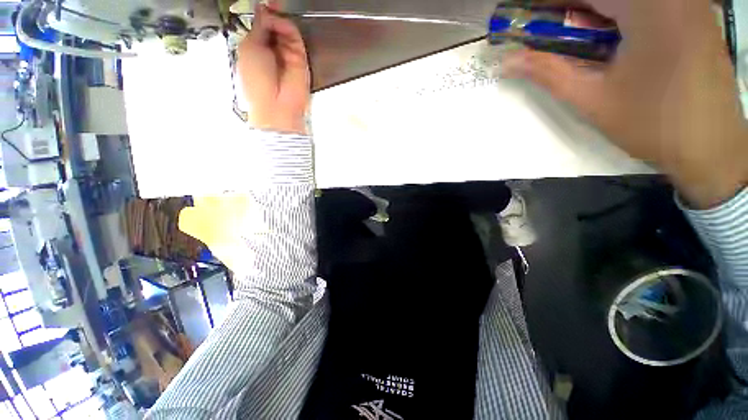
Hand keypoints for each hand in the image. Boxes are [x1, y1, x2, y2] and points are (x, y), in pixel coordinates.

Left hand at [237, 2, 309, 134]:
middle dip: (272, 14)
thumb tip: (264, 8)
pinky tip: (281, 24)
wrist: (276, 105)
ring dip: (279, 20)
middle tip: (271, 5)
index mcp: (257, 48)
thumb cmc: (256, 79)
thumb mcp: (250, 48)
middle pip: (274, 25)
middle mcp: (273, 50)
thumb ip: (258, 27)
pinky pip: (295, 38)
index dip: (262, 14)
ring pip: (285, 29)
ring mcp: (287, 54)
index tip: (263, 4)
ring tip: (274, 17)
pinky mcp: (300, 59)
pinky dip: (288, 28)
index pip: (261, 26)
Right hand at [502, 0, 747, 207]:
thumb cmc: (653, 124)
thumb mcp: (593, 98)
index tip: (526, 14)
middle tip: (546, 30)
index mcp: (649, 7)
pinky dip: (619, 15)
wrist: (712, 149)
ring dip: (593, 13)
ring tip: (573, 36)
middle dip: (570, 8)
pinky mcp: (695, 14)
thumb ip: (548, 72)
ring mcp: (688, 2)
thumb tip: (508, 61)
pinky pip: (647, 4)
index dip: (550, 1)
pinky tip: (608, 35)